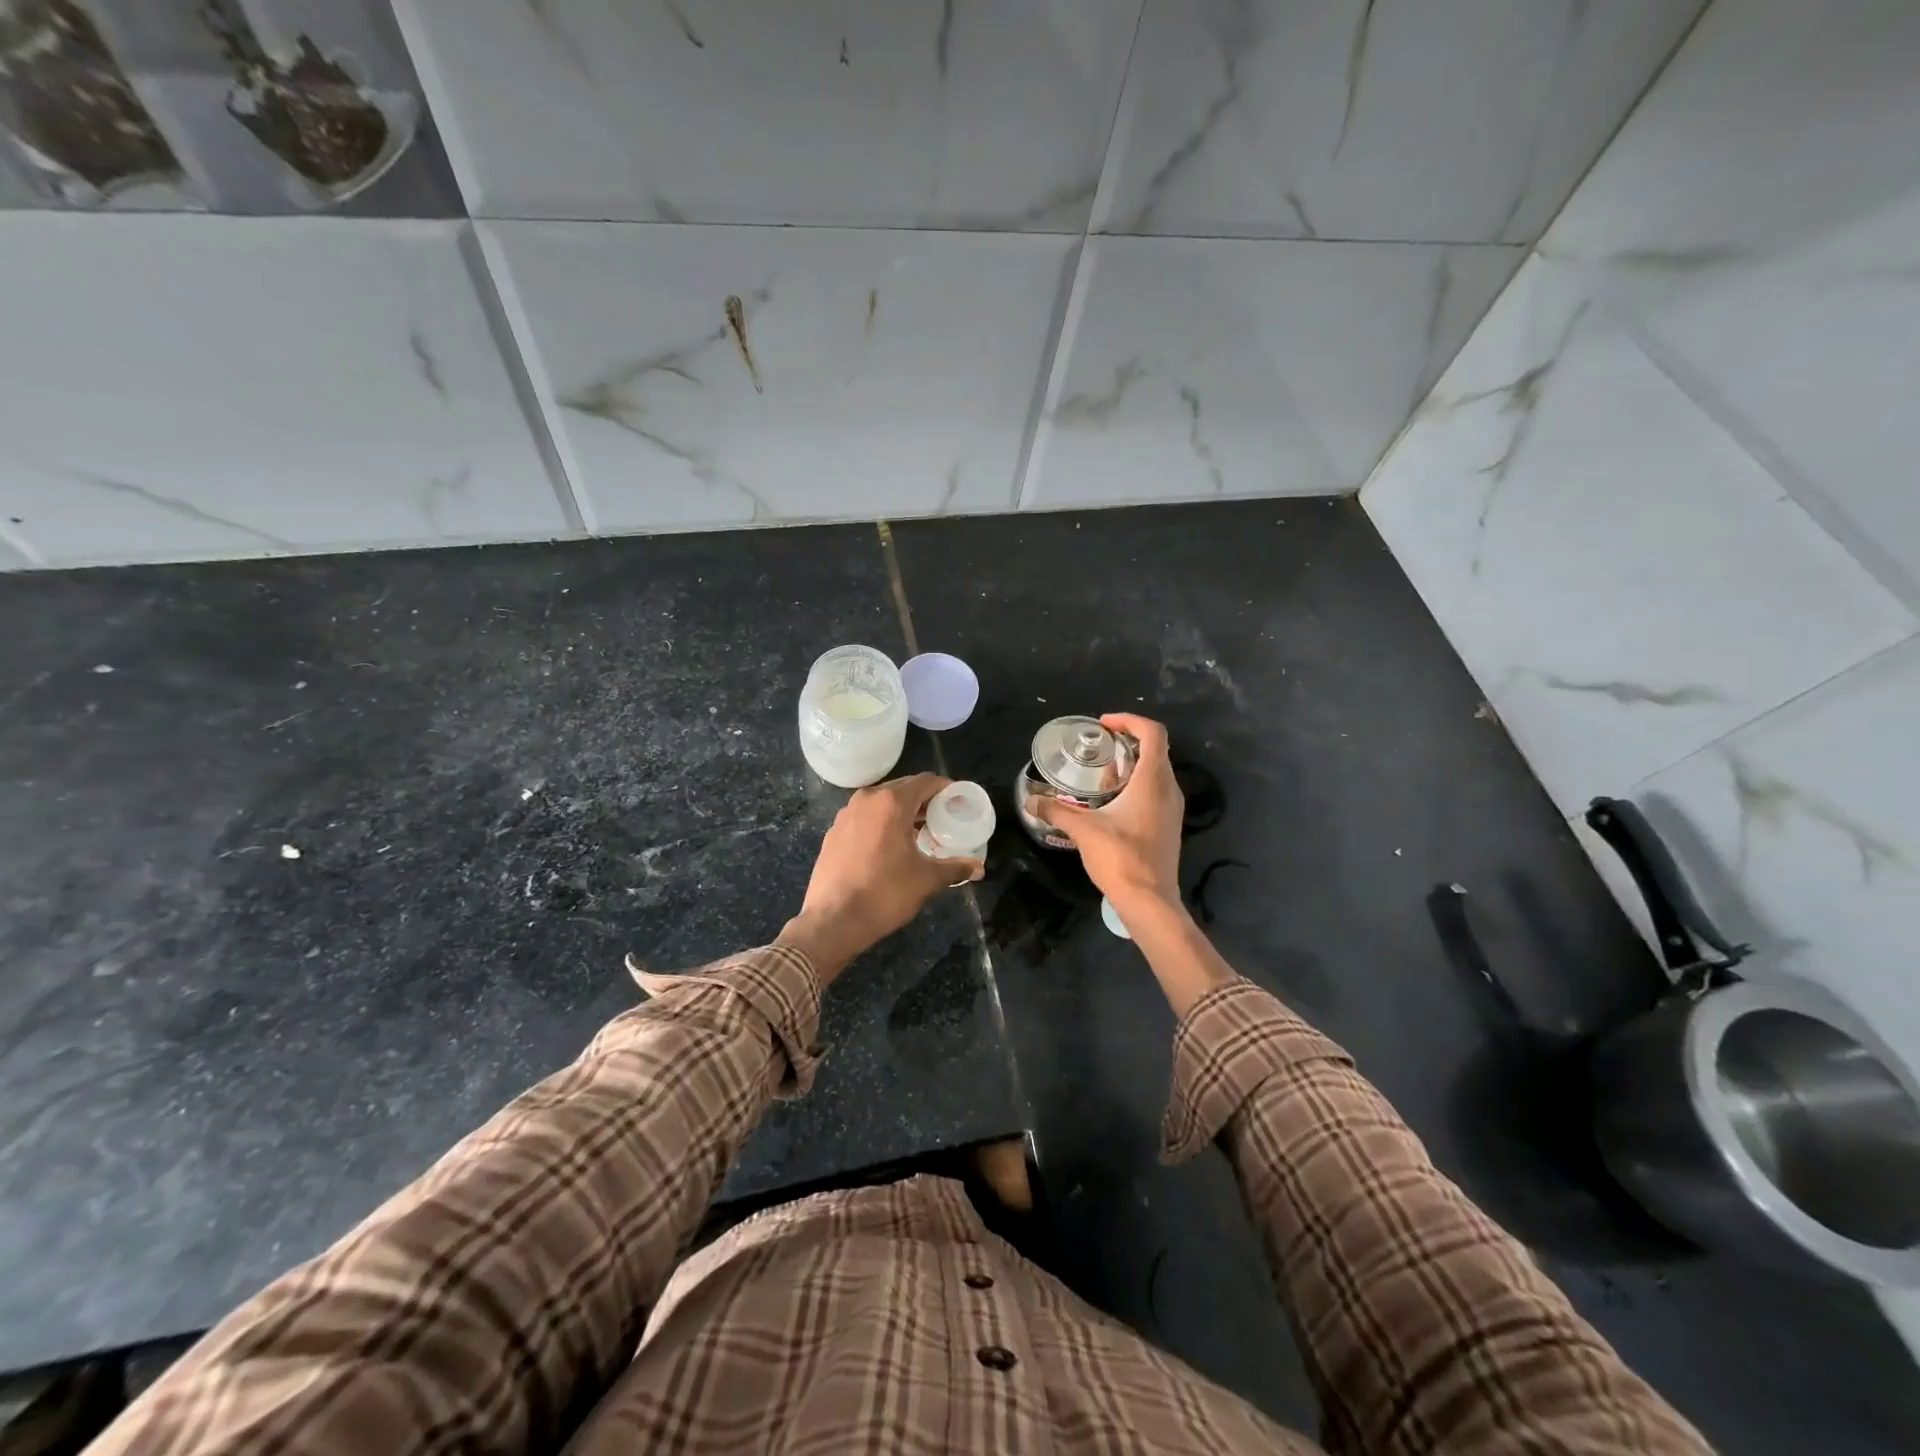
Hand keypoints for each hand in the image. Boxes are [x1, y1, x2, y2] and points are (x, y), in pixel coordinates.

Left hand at [781, 773, 982, 982]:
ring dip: (903, 811)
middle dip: (925, 800)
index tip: (959, 802)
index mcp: (891, 803)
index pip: (926, 781)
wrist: (832, 921)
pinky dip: (882, 822)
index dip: (946, 788)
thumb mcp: (926, 880)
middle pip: (903, 788)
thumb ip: (955, 867)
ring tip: (920, 832)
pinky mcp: (834, 832)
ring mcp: (846, 814)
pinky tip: (891, 845)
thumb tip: (979, 868)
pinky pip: (865, 817)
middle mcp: (867, 800)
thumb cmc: (884, 894)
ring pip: (882, 802)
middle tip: (943, 818)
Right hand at [1028, 714, 1182, 917]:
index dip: (1129, 720)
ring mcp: (1171, 809)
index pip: (1153, 733)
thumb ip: (1056, 811)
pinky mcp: (1168, 825)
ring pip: (1156, 771)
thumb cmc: (1120, 859)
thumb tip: (1030, 800)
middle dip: (1127, 741)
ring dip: (1131, 764)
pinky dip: (1136, 784)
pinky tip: (1111, 801)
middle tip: (1098, 746)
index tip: (1103, 725)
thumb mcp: (1083, 830)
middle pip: (1155, 749)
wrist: (1149, 902)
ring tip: (1101, 772)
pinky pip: (1155, 791)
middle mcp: (1168, 789)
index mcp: (1153, 781)